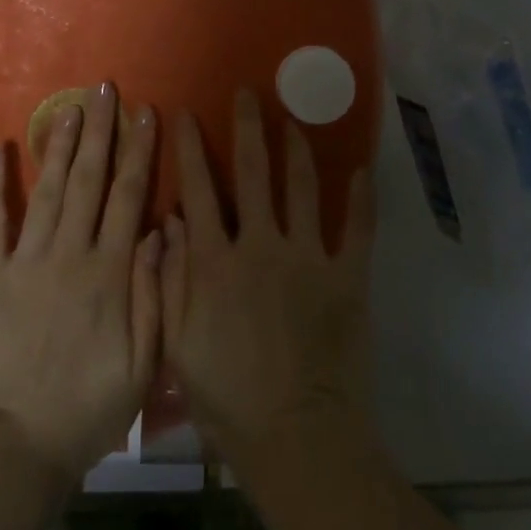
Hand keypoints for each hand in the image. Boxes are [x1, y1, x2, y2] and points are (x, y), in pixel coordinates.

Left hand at [0, 83, 161, 483]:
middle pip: (89, 180)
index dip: (139, 151)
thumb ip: (153, 292)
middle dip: (100, 131)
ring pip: (48, 190)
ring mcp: (24, 260)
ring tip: (69, 107)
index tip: (146, 113)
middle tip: (105, 89)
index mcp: (109, 272)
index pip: (129, 196)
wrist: (20, 445)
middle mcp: (69, 254)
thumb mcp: (143, 362)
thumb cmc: (89, 405)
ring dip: (58, 145)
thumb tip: (160, 229)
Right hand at [160, 90, 376, 469]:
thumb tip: (168, 221)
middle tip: (248, 93)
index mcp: (216, 260)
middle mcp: (261, 244)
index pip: (199, 189)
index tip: (187, 113)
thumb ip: (169, 278)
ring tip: (294, 119)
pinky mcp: (347, 277)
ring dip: (298, 149)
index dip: (191, 149)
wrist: (296, 437)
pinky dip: (362, 197)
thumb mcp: (177, 342)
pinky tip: (362, 168)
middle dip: (248, 127)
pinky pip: (359, 228)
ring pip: (303, 188)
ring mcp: (308, 257)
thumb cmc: (227, 396)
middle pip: (253, 173)